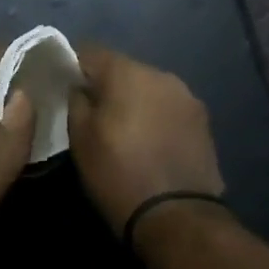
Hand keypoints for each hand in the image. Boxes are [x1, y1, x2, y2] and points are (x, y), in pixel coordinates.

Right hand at [66, 47, 224, 236]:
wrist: (177, 217)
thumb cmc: (119, 174)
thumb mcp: (80, 139)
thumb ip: (76, 102)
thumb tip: (80, 87)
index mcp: (128, 73)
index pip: (91, 51)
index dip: (74, 66)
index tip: (65, 88)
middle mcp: (161, 74)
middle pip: (124, 69)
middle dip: (107, 86)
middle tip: (92, 114)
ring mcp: (187, 97)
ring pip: (149, 88)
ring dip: (134, 101)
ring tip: (124, 132)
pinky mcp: (203, 121)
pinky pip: (168, 108)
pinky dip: (155, 117)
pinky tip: (149, 143)